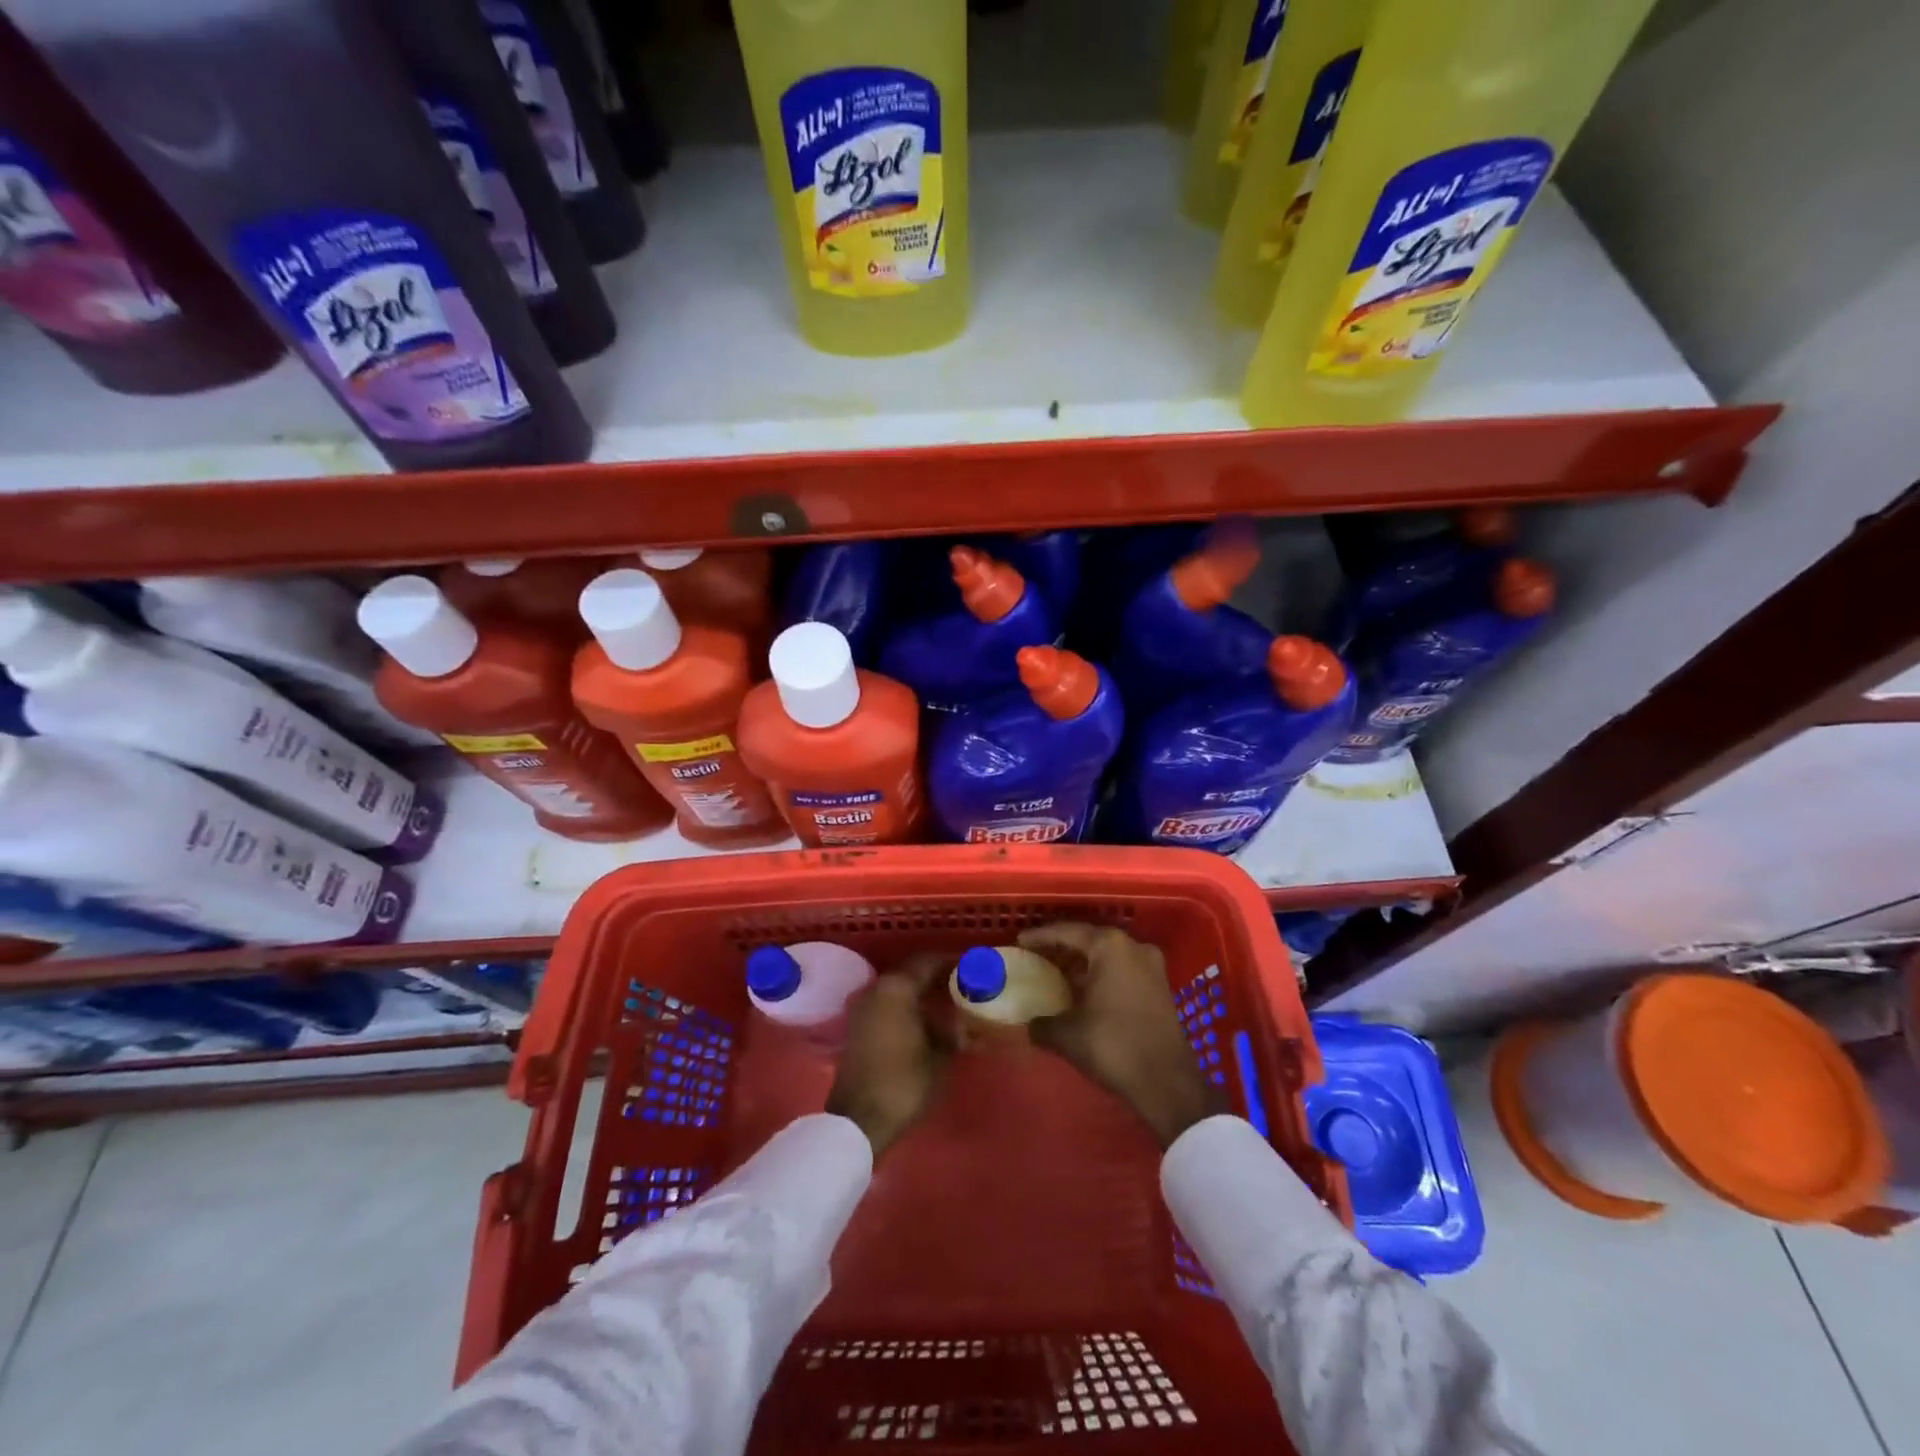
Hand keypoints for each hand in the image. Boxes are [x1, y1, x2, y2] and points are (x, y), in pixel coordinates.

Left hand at [826, 952, 953, 1156]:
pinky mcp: (857, 1025)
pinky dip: (906, 1003)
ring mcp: (863, 1006)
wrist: (859, 1119)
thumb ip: (954, 1032)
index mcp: (897, 988)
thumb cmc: (904, 1082)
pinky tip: (924, 1018)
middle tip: (961, 982)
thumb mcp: (939, 1057)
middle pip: (910, 971)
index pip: (927, 961)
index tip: (970, 965)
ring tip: (946, 1000)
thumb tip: (965, 1025)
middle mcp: (876, 988)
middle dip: (935, 974)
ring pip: (898, 987)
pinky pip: (887, 1002)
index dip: (950, 961)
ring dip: (920, 989)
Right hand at [1021, 922, 1224, 1148]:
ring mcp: (1151, 966)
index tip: (1021, 940)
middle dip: (1064, 948)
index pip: (1068, 932)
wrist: (1167, 1082)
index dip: (1041, 936)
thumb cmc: (1114, 1045)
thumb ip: (1043, 1024)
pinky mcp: (1160, 987)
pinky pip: (1123, 971)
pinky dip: (1102, 976)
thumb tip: (1030, 1026)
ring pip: (1109, 956)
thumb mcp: (1068, 1035)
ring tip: (1058, 974)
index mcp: (1110, 946)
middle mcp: (1133, 947)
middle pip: (1090, 940)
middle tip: (1038, 955)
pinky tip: (1085, 992)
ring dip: (1085, 963)